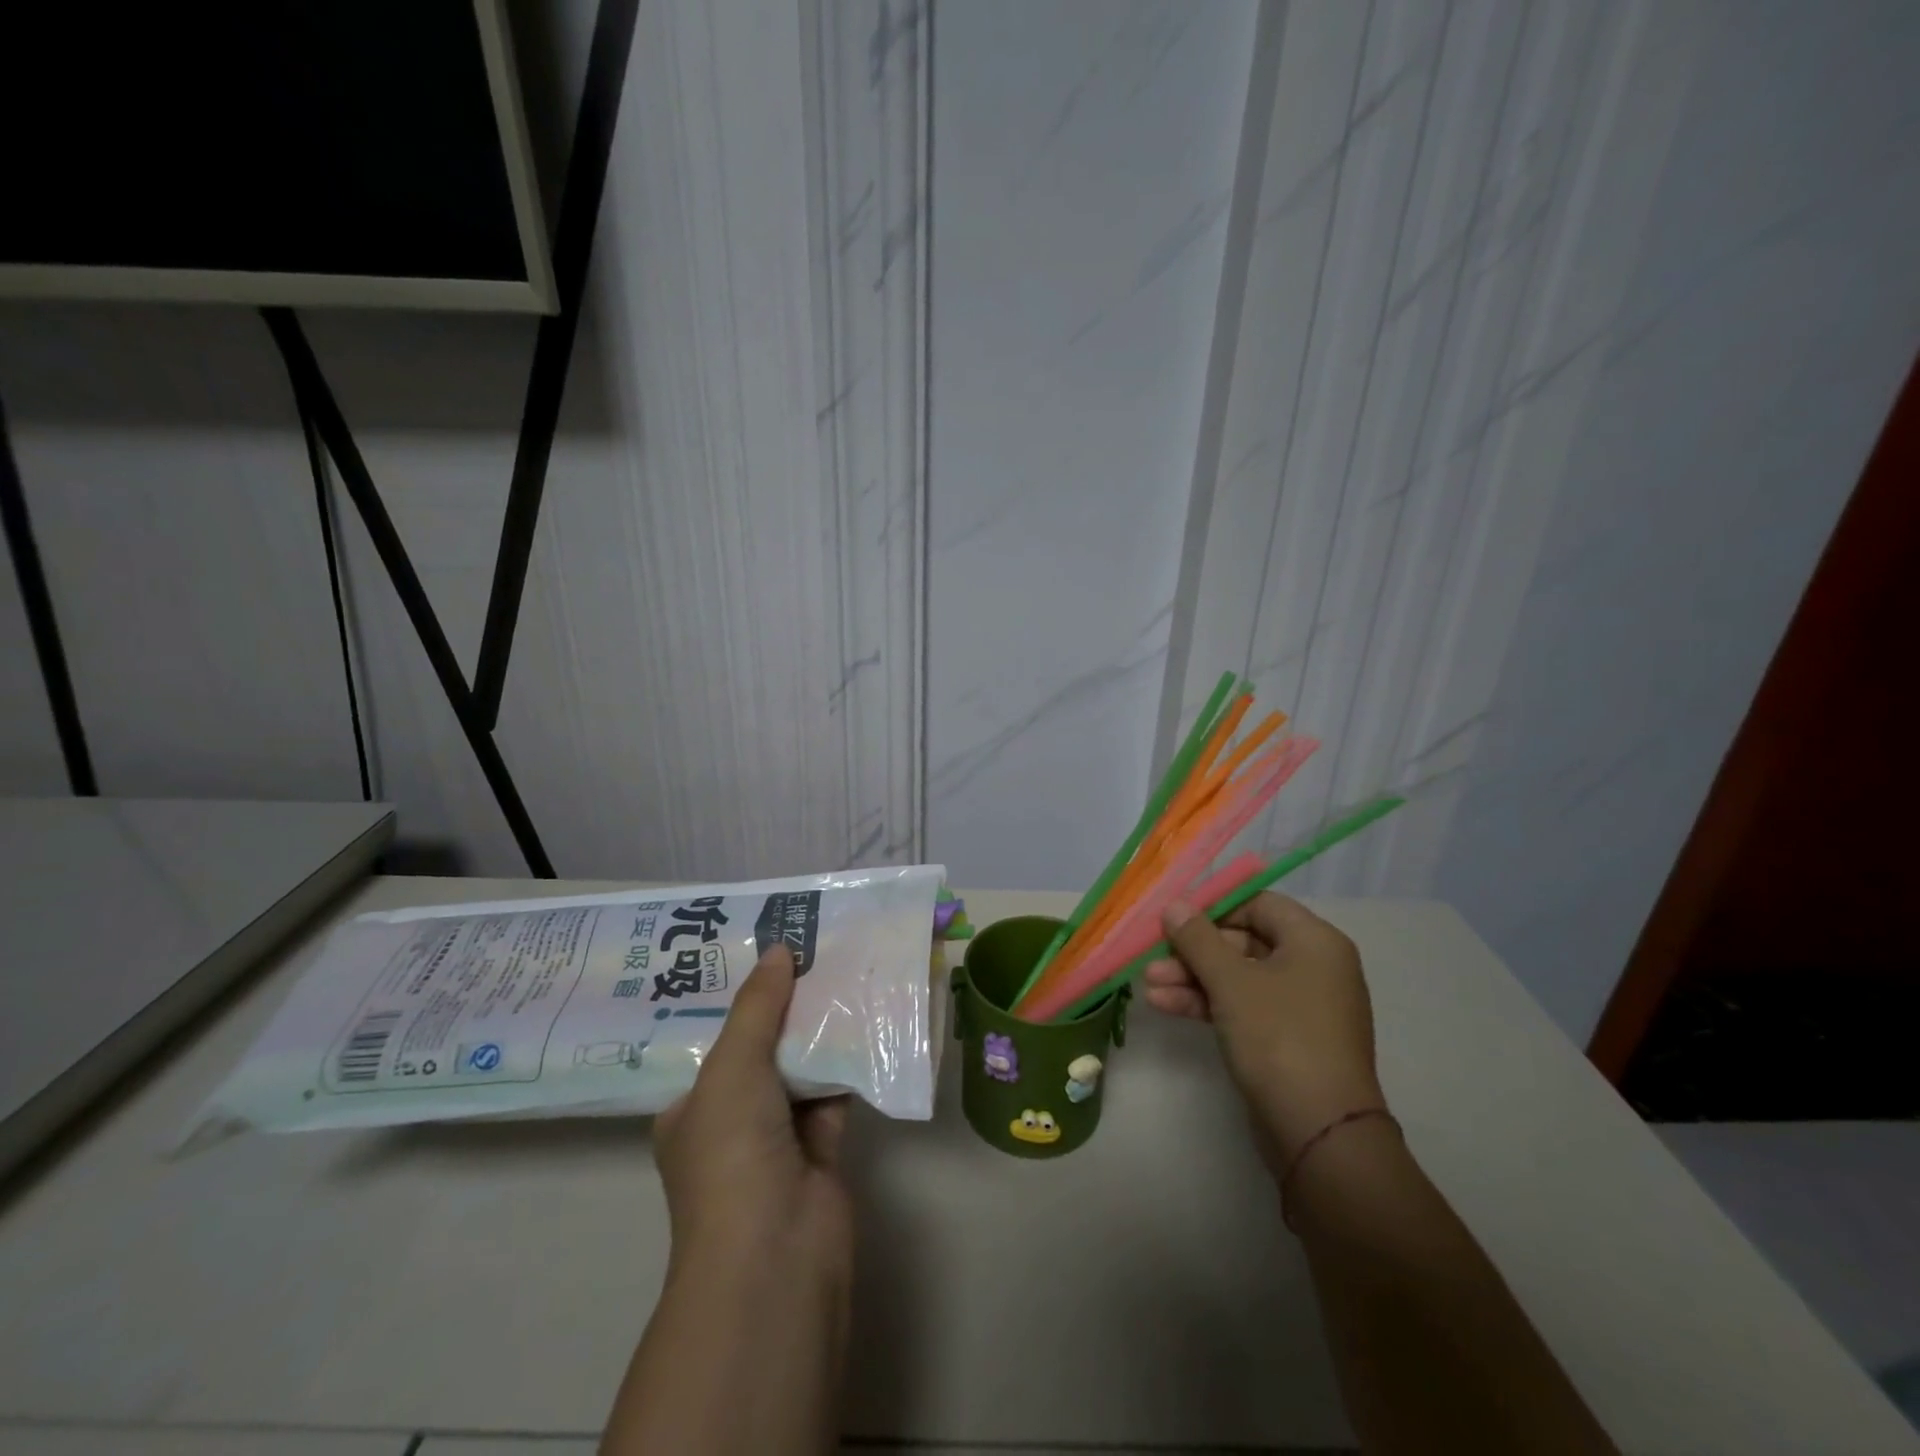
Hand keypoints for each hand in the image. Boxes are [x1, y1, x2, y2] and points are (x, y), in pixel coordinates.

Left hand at [654, 944, 852, 1293]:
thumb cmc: (731, 1154)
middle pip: (762, 1049)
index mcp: (692, 1109)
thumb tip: (779, 949)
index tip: (765, 953)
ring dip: (820, 1029)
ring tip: (843, 968)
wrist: (775, 1253)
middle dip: (785, 1007)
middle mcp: (732, 1121)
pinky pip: (835, 1089)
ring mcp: (778, 1138)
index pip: (714, 1042)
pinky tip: (867, 1016)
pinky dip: (848, 1058)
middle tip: (811, 950)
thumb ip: (757, 1007)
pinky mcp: (823, 1148)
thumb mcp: (732, 1068)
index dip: (739, 998)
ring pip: (801, 1067)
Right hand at [1144, 893, 1382, 1163]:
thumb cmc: (1279, 1037)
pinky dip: (1208, 1003)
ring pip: (1239, 977)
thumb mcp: (1231, 981)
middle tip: (1153, 956)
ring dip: (1193, 978)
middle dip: (1194, 950)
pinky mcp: (1287, 1039)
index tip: (1173, 916)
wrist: (1319, 1133)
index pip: (1259, 904)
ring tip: (1149, 985)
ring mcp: (1301, 1006)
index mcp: (1314, 941)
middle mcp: (1314, 967)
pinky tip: (1166, 1005)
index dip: (1214, 907)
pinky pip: (1244, 1006)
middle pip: (1244, 941)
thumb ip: (1198, 938)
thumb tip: (1175, 904)